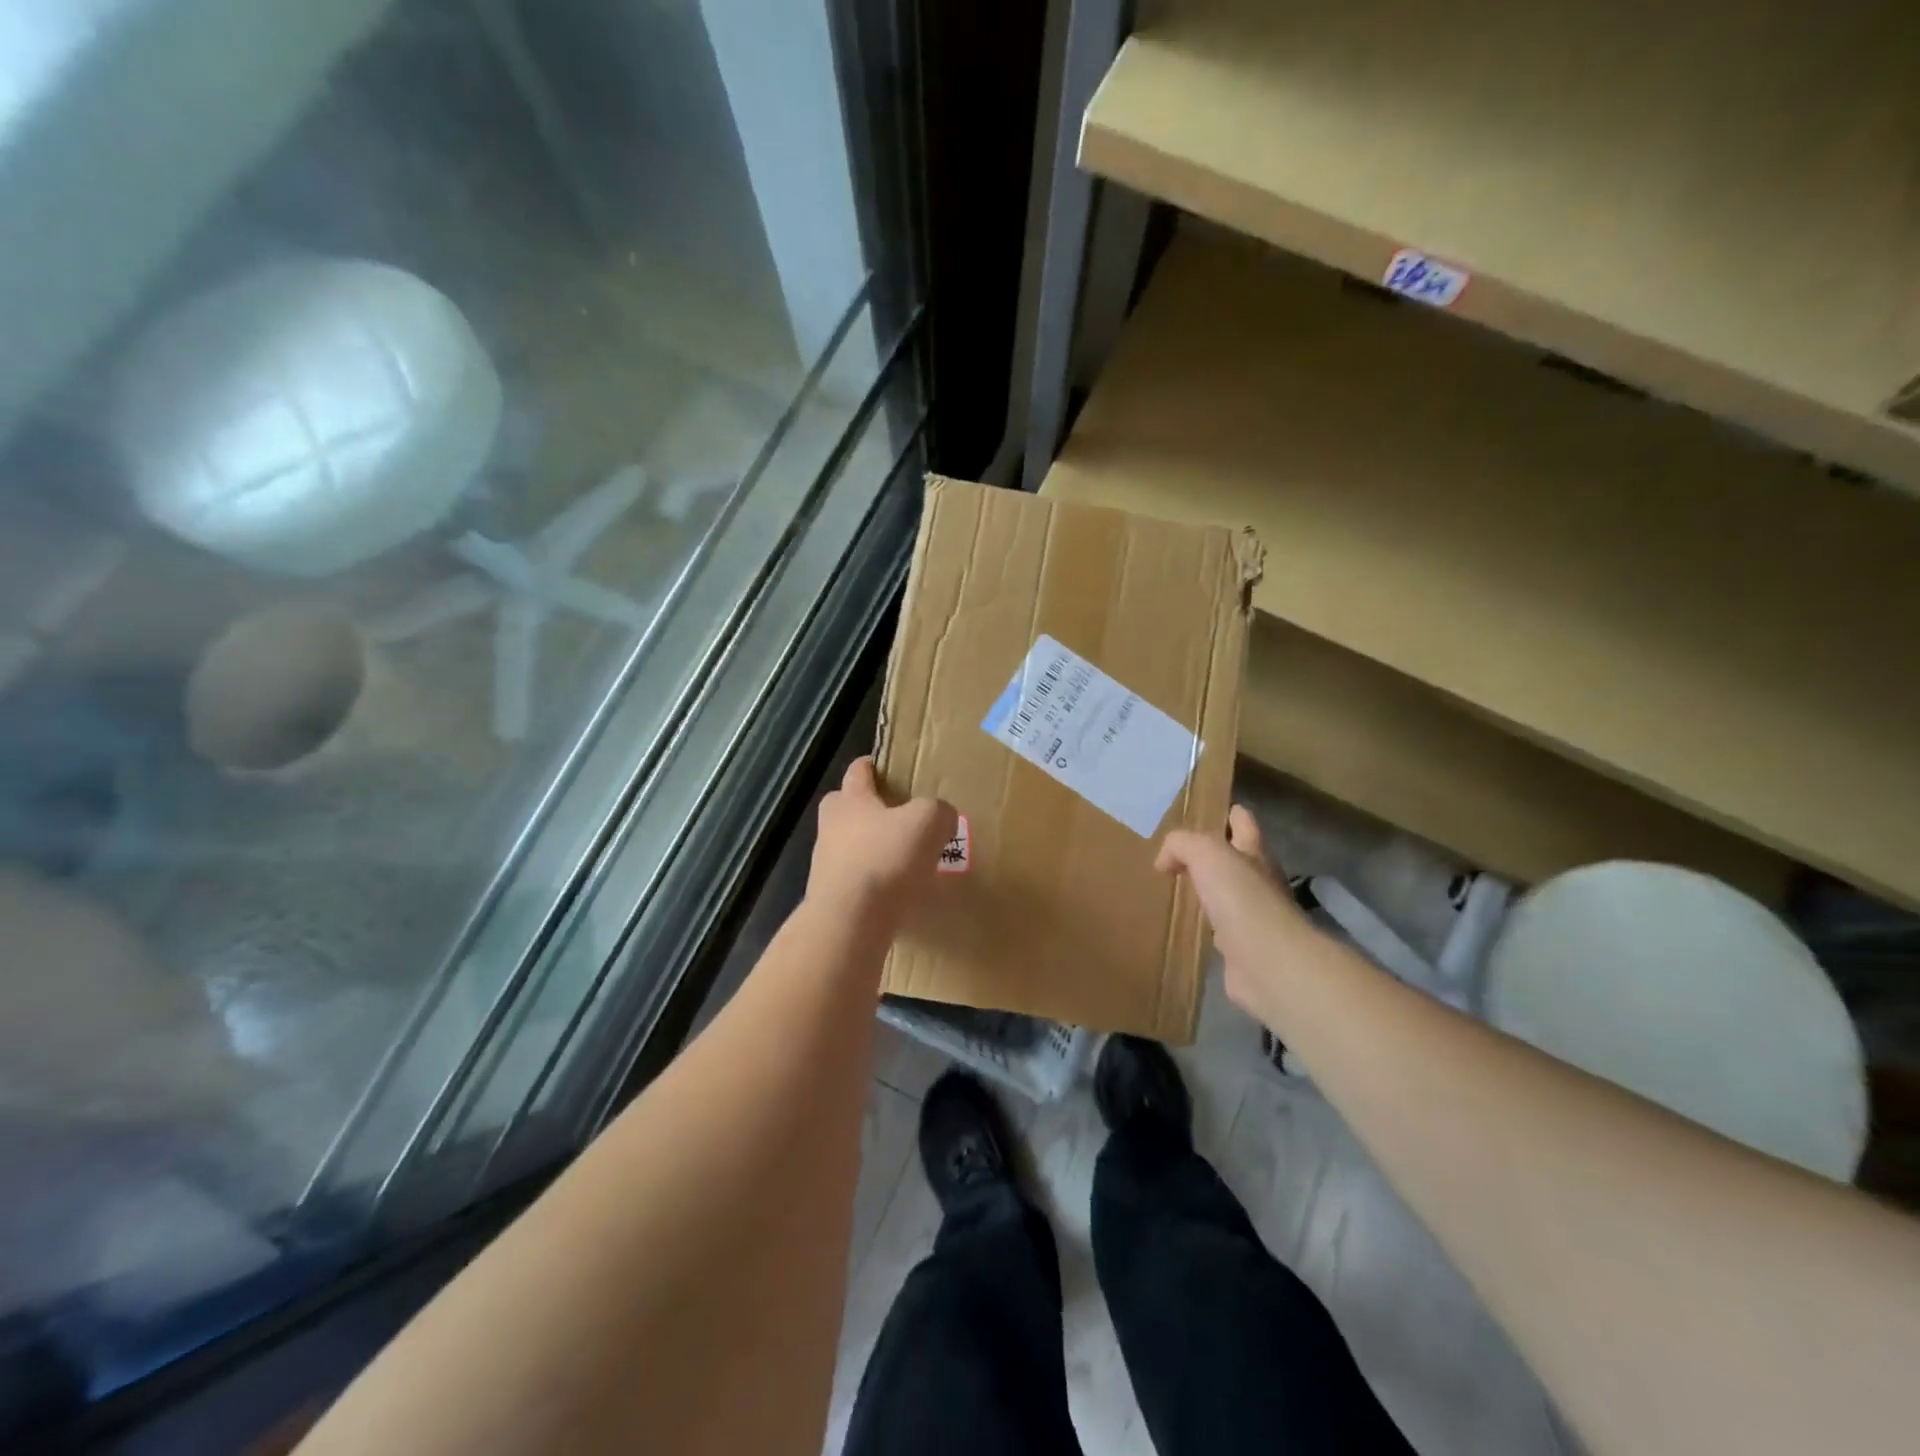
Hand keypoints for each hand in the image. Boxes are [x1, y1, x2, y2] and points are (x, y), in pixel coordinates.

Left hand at [808, 757, 957, 923]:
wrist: (850, 921)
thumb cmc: (887, 858)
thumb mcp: (928, 822)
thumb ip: (938, 811)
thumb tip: (941, 817)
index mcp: (851, 799)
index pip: (858, 770)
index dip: (874, 766)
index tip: (889, 768)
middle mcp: (831, 826)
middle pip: (845, 807)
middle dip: (867, 809)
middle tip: (897, 818)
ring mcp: (825, 863)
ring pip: (849, 846)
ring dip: (870, 850)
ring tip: (902, 861)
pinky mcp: (830, 897)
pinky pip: (854, 880)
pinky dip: (872, 883)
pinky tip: (895, 894)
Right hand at [1156, 805, 1314, 1022]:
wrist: (1268, 963)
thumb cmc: (1241, 899)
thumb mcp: (1207, 854)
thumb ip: (1182, 845)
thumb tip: (1164, 861)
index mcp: (1255, 853)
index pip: (1244, 823)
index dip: (1232, 815)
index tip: (1212, 812)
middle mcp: (1259, 881)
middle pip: (1238, 860)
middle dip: (1217, 854)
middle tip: (1181, 854)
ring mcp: (1253, 917)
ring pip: (1228, 895)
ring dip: (1210, 891)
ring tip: (1180, 887)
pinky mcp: (1242, 949)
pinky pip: (1221, 929)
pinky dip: (1207, 925)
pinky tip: (1190, 925)